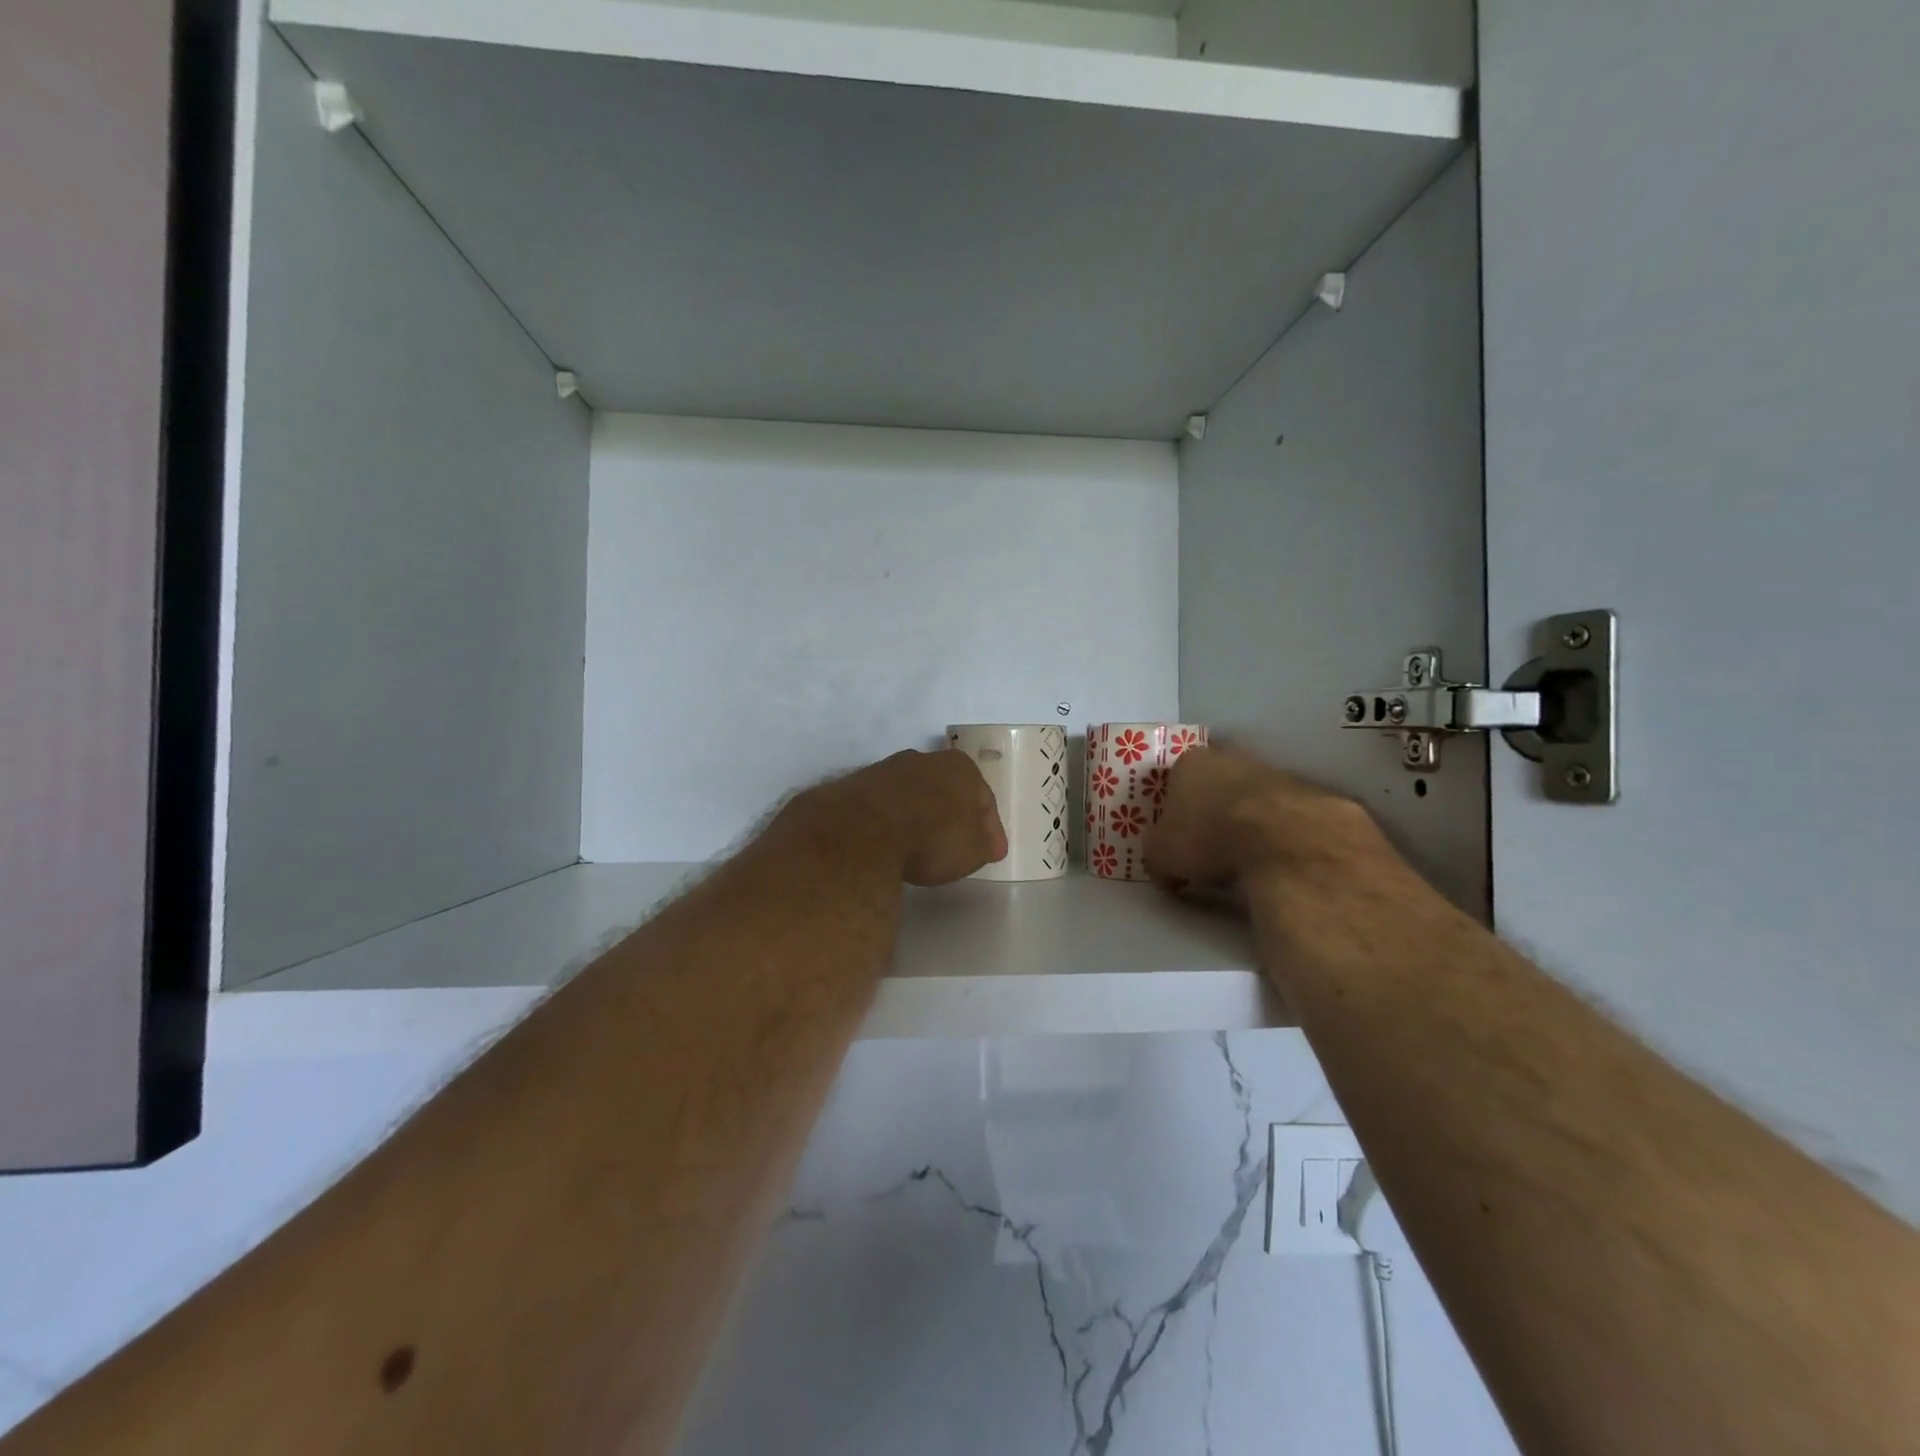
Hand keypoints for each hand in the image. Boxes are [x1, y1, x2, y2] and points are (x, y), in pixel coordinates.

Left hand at [797, 750, 1007, 886]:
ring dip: (919, 816)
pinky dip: (892, 823)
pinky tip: (891, 843)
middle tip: (956, 845)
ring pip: (913, 795)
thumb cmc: (933, 836)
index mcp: (961, 767)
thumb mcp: (974, 850)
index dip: (989, 829)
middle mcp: (925, 759)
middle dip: (953, 815)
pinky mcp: (856, 786)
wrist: (865, 830)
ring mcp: (887, 770)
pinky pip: (885, 807)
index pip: (983, 799)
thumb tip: (986, 843)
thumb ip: (984, 844)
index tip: (991, 851)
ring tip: (920, 846)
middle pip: (946, 791)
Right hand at [1144, 745, 1388, 889]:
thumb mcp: (1162, 856)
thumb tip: (1164, 868)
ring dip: (1247, 818)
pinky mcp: (1309, 791)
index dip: (1174, 808)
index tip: (1177, 835)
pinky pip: (1284, 813)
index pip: (1175, 780)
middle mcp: (1230, 757)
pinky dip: (1278, 830)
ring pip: (1251, 794)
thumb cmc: (1209, 837)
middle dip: (1211, 807)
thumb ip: (1157, 855)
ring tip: (1245, 853)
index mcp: (1189, 763)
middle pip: (1215, 781)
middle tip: (1209, 843)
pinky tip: (1276, 854)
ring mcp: (1273, 770)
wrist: (1285, 839)